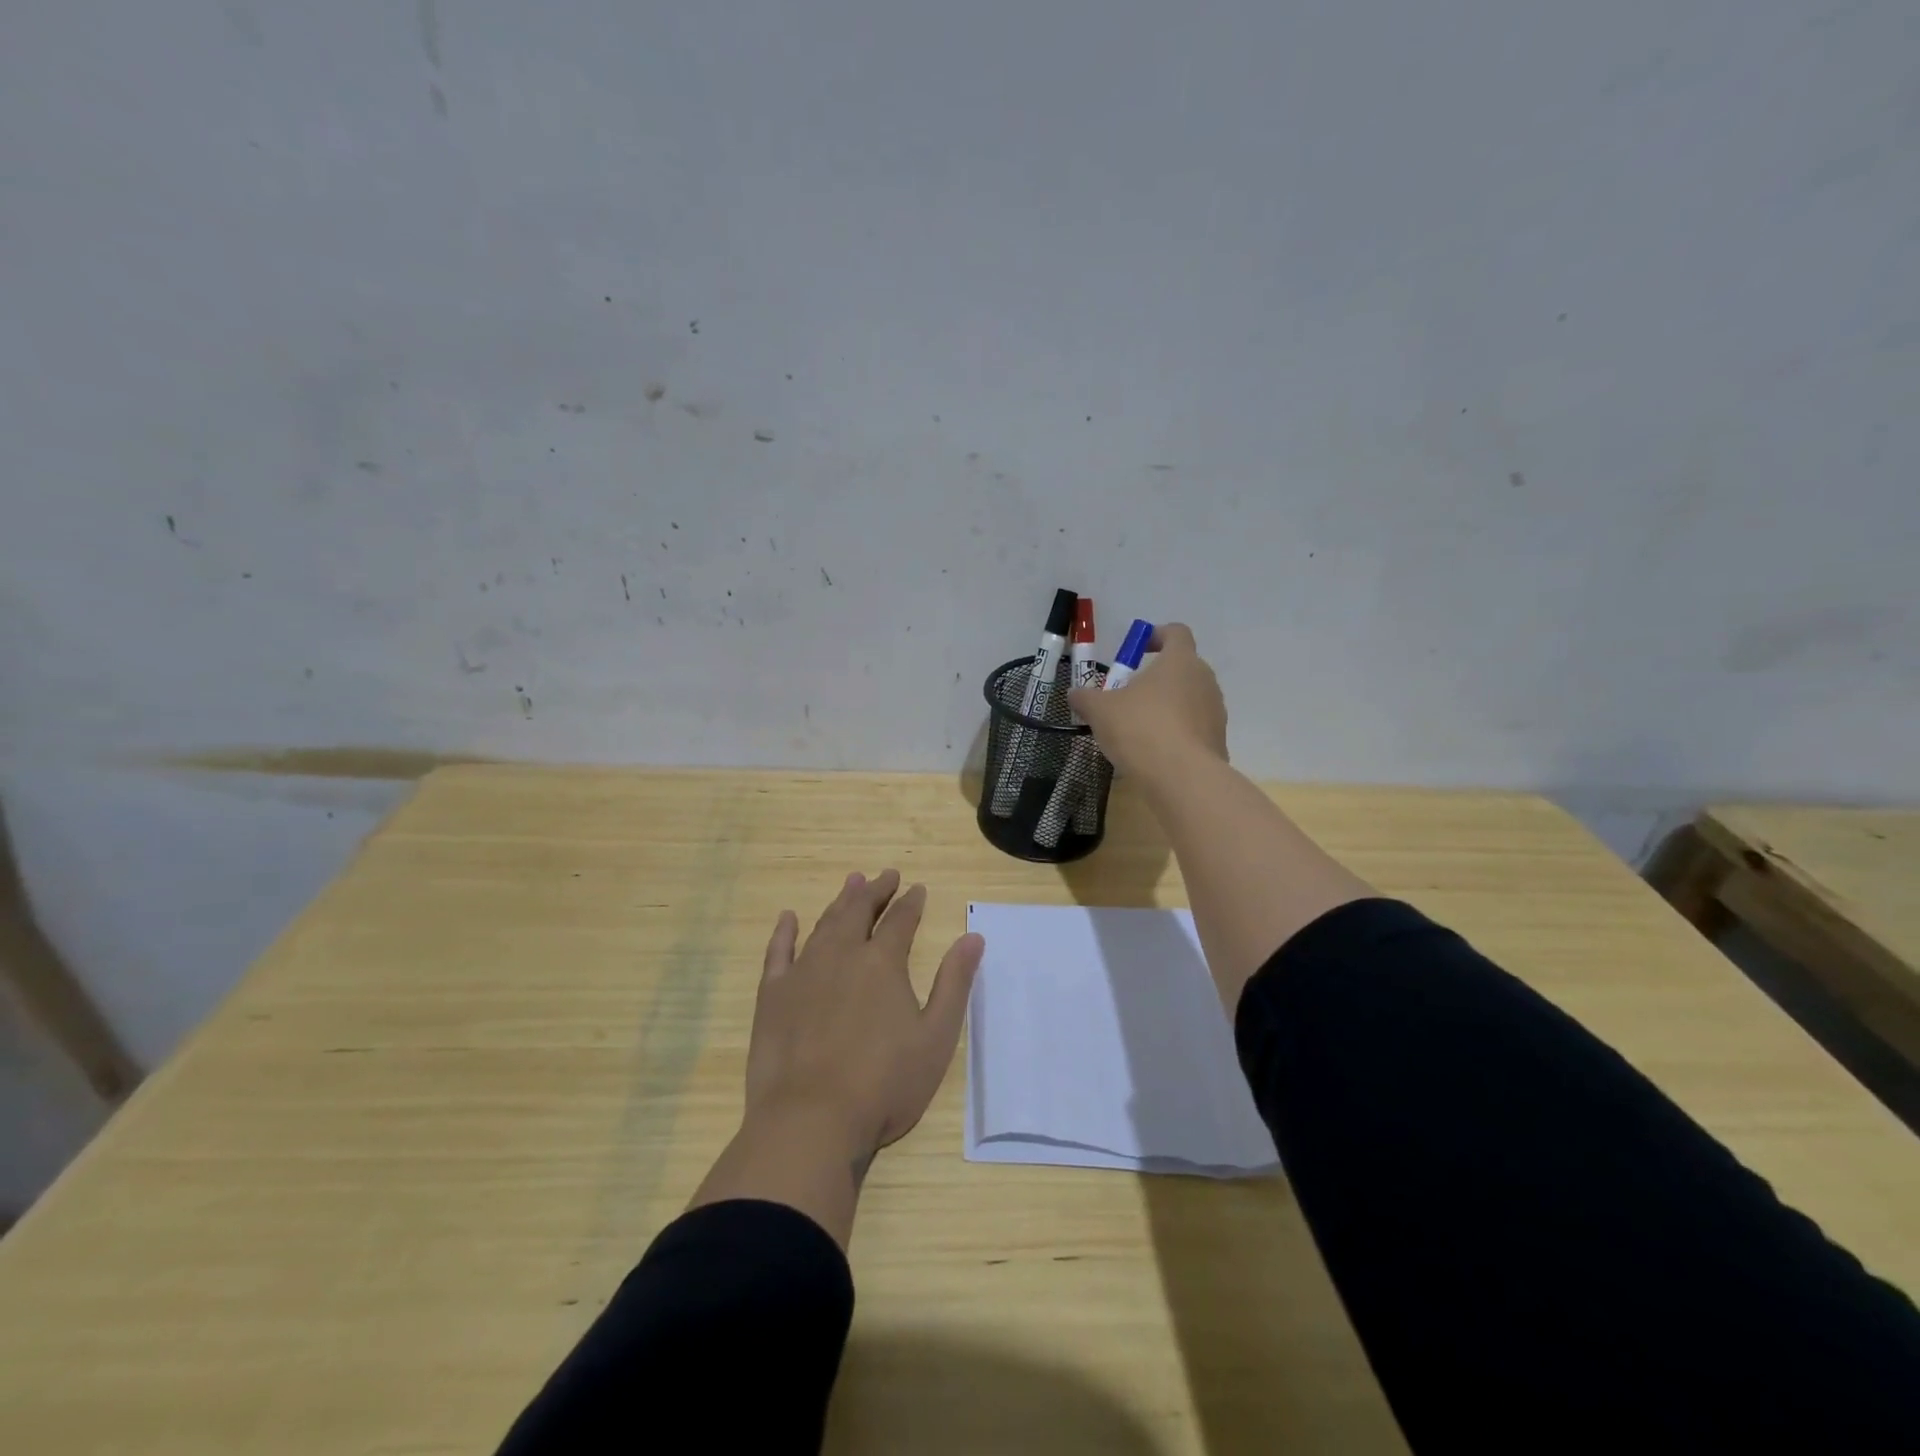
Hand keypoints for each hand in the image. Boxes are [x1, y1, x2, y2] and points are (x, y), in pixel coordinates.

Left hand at [747, 869, 983, 1164]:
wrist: (811, 1121)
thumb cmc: (884, 1084)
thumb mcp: (936, 1037)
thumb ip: (954, 983)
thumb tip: (973, 937)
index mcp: (882, 963)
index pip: (900, 920)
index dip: (911, 902)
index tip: (917, 887)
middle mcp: (842, 955)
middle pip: (860, 911)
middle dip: (875, 890)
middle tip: (885, 874)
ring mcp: (803, 972)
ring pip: (824, 924)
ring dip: (840, 901)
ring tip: (851, 883)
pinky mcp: (772, 995)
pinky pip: (778, 952)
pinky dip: (784, 932)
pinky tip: (788, 918)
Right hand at [1067, 622, 1227, 780]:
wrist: (1182, 778)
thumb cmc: (1140, 729)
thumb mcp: (1100, 711)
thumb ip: (1085, 698)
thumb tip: (1074, 693)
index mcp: (1180, 661)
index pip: (1176, 633)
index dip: (1156, 636)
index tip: (1137, 651)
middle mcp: (1204, 680)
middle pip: (1182, 668)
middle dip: (1156, 678)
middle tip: (1128, 696)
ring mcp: (1215, 712)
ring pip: (1189, 700)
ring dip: (1167, 707)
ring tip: (1139, 729)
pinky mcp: (1218, 741)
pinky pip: (1194, 729)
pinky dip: (1176, 734)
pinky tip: (1153, 754)